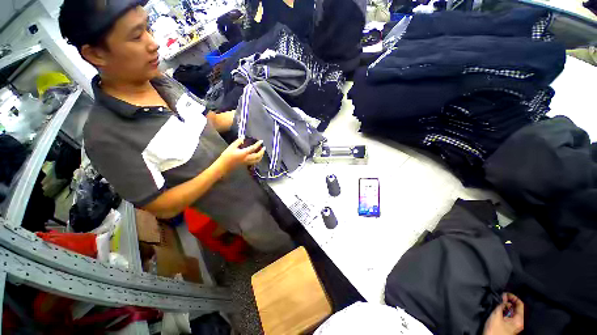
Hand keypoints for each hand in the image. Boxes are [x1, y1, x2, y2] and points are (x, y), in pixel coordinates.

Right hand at [217, 138, 264, 173]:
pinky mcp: (246, 164)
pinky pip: (254, 162)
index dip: (258, 144)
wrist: (224, 166)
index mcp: (244, 153)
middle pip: (258, 155)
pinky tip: (257, 157)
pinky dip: (258, 159)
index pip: (253, 148)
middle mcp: (247, 158)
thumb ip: (238, 142)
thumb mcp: (231, 147)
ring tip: (262, 152)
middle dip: (262, 151)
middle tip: (264, 147)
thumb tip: (243, 137)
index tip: (261, 141)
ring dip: (261, 156)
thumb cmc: (226, 156)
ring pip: (257, 160)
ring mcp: (247, 162)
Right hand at [483, 293, 523, 334]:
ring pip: (512, 311)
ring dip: (506, 305)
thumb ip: (501, 305)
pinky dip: (505, 310)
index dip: (513, 297)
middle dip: (509, 301)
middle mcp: (519, 321)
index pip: (520, 304)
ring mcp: (514, 324)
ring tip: (499, 301)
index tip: (505, 293)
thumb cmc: (495, 329)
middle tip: (501, 296)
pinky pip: (509, 315)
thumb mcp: (497, 315)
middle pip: (516, 308)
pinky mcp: (509, 325)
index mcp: (519, 319)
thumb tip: (504, 297)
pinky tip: (499, 309)